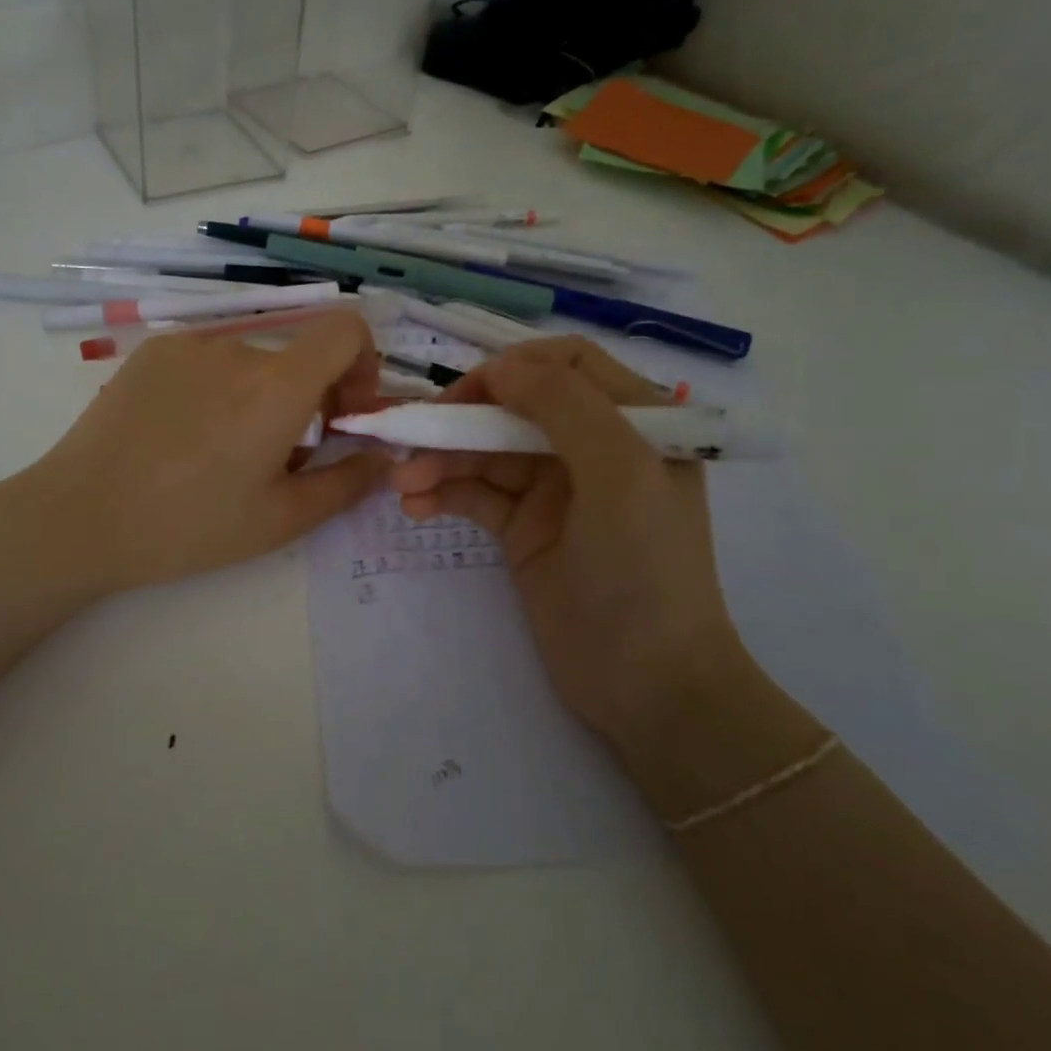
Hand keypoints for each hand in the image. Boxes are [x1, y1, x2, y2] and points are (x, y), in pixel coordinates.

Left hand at [27, 311, 389, 593]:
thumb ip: (347, 483)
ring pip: (252, 361)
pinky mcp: (152, 350)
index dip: (363, 363)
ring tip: (223, 452)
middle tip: (281, 456)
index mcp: (278, 385)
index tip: (344, 413)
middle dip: (309, 398)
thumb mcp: (281, 519)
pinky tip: (184, 434)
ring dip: (260, 396)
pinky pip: (209, 359)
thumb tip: (384, 457)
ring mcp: (189, 344)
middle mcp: (237, 348)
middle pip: (298, 355)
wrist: (80, 516)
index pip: (346, 328)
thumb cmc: (188, 526)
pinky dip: (218, 387)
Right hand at [387, 337, 745, 753]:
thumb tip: (501, 369)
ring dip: (442, 459)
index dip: (513, 368)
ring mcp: (554, 488)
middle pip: (514, 406)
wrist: (648, 687)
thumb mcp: (620, 473)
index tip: (467, 395)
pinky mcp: (524, 528)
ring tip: (402, 485)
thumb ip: (564, 406)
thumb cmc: (645, 570)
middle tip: (411, 436)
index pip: (566, 363)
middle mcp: (592, 444)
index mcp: (633, 420)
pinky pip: (476, 494)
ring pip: (486, 451)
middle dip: (461, 418)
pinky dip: (443, 494)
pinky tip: (415, 507)